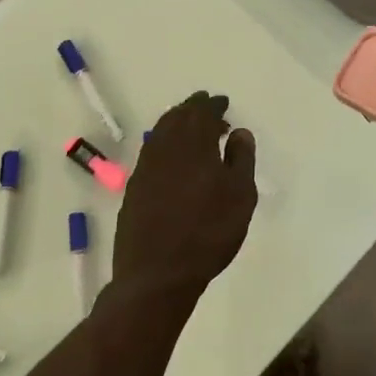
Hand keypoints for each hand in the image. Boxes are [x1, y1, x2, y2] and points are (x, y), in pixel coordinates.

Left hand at [113, 91, 257, 303]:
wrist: (157, 273)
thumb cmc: (208, 232)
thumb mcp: (240, 196)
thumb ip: (241, 159)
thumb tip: (239, 132)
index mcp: (193, 145)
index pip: (202, 113)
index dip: (213, 105)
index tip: (223, 102)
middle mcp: (165, 149)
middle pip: (177, 118)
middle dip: (193, 109)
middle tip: (207, 107)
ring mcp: (145, 168)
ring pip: (160, 133)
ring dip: (176, 124)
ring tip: (191, 129)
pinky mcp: (134, 189)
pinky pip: (151, 152)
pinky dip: (164, 144)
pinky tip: (172, 157)